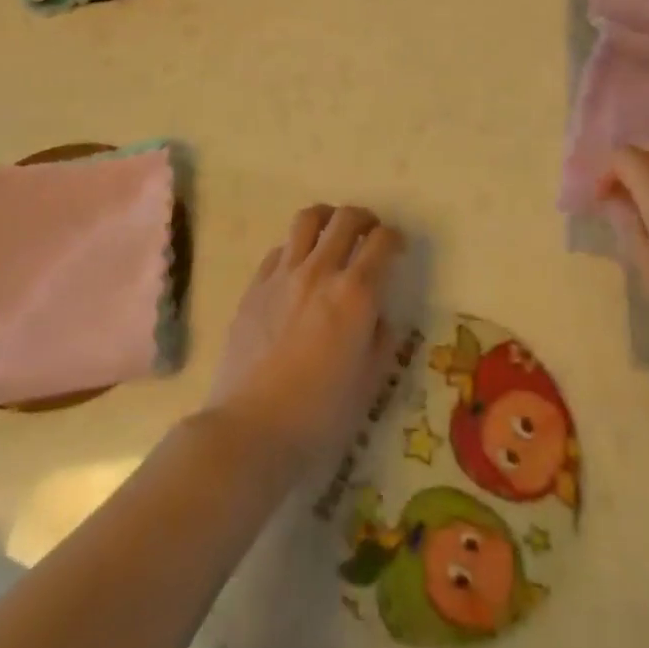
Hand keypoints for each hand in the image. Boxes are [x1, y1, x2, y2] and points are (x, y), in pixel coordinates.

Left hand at [205, 204, 402, 468]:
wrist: (250, 429)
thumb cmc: (319, 416)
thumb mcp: (369, 384)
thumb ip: (381, 341)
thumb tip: (379, 317)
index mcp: (355, 294)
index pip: (382, 242)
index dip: (395, 238)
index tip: (398, 247)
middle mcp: (321, 271)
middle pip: (346, 218)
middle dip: (365, 218)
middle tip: (370, 232)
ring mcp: (283, 275)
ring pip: (307, 219)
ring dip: (327, 218)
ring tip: (332, 233)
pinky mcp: (255, 287)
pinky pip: (279, 249)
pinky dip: (295, 248)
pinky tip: (297, 269)